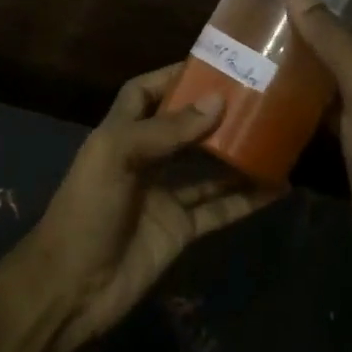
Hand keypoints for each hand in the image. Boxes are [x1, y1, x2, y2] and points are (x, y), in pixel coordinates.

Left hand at [19, 64, 282, 351]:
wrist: (72, 287)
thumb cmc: (87, 210)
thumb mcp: (117, 157)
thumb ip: (166, 130)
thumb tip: (217, 102)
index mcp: (119, 135)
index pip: (144, 94)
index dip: (171, 78)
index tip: (212, 65)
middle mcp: (144, 161)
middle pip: (184, 129)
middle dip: (215, 114)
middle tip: (258, 97)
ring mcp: (164, 197)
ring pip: (208, 169)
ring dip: (237, 155)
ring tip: (277, 136)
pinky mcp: (181, 230)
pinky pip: (220, 209)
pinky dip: (247, 200)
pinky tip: (278, 187)